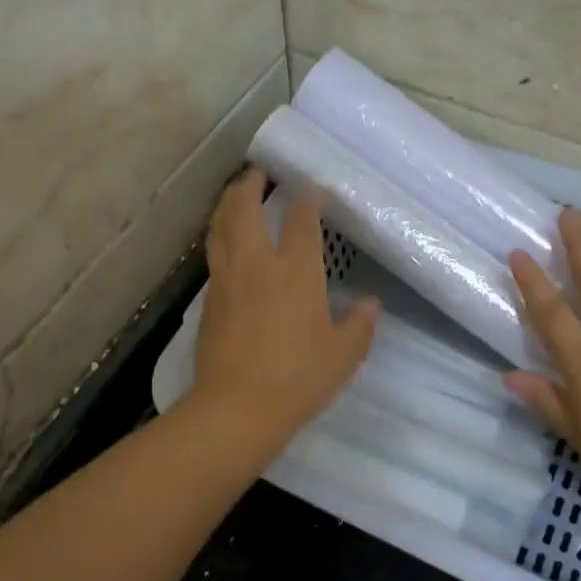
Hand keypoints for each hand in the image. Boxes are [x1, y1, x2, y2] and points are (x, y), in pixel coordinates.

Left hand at [189, 169, 378, 448]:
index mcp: (295, 271)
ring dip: (228, 203)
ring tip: (236, 194)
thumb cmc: (297, 378)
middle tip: (259, 173)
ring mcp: (227, 278)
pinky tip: (227, 242)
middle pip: (245, 208)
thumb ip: (360, 326)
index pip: (301, 220)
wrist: (236, 407)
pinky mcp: (209, 298)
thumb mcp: (343, 355)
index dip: (307, 199)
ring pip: (220, 226)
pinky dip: (220, 235)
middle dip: (251, 184)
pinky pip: (213, 253)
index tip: (312, 190)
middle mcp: (257, 263)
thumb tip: (371, 304)